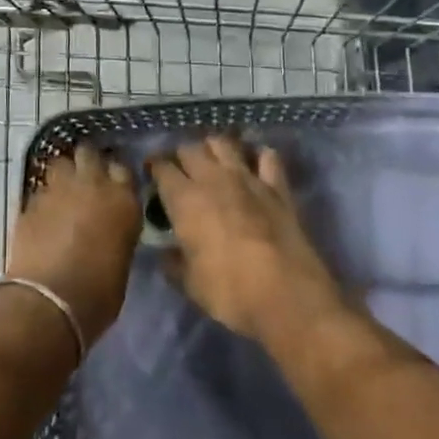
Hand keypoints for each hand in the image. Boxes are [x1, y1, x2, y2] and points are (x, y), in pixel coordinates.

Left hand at [7, 143, 142, 346]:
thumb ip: (117, 231)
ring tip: (64, 192)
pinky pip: (41, 188)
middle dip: (88, 162)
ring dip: (64, 174)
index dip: (116, 176)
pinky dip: (44, 197)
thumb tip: (109, 228)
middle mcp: (92, 185)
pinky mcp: (31, 201)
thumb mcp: (122, 259)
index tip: (114, 185)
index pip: (123, 169)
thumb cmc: (98, 293)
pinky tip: (44, 214)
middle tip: (87, 180)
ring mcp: (58, 189)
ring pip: (61, 163)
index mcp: (123, 200)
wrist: (49, 302)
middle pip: (89, 153)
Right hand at [150, 136, 342, 344]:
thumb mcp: (189, 284)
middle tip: (180, 170)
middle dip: (181, 156)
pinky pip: (267, 157)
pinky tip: (254, 165)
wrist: (286, 295)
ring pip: (224, 143)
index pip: (161, 167)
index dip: (154, 167)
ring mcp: (248, 178)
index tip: (151, 173)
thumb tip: (165, 253)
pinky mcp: (277, 187)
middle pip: (190, 148)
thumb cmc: (229, 291)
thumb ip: (173, 263)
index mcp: (184, 199)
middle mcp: (212, 178)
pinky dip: (258, 156)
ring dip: (214, 148)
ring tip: (212, 160)